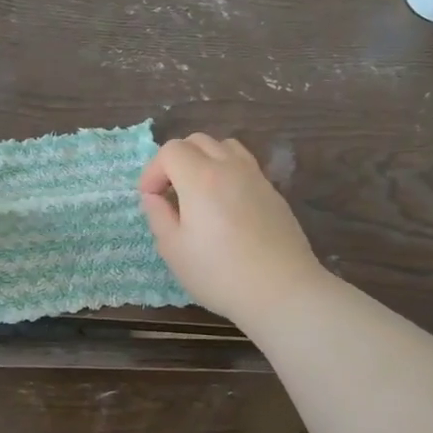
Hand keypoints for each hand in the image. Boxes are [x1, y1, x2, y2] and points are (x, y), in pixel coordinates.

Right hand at [139, 134, 323, 328]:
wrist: (282, 291)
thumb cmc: (219, 274)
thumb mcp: (174, 250)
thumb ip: (158, 216)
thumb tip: (154, 197)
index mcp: (201, 178)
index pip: (171, 150)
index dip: (153, 170)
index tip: (150, 198)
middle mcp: (230, 168)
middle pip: (197, 141)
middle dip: (176, 160)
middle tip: (169, 192)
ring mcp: (256, 178)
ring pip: (225, 147)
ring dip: (204, 160)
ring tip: (197, 191)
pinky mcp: (273, 193)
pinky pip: (244, 166)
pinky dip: (226, 172)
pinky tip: (224, 205)